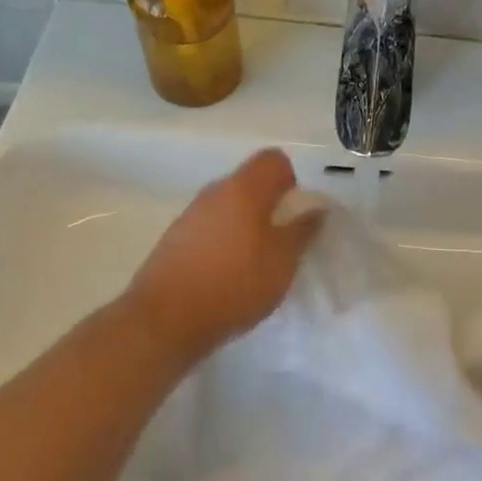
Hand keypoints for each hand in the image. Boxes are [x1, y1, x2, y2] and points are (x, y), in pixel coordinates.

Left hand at [123, 148, 323, 365]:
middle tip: (280, 244)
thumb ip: (303, 231)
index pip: (273, 159)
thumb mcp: (282, 261)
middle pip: (250, 183)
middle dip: (269, 207)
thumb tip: (317, 209)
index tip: (294, 214)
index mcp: (244, 188)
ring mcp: (190, 215)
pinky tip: (225, 277)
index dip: (290, 181)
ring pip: (228, 207)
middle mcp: (214, 192)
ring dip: (245, 227)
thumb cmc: (234, 284)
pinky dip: (223, 244)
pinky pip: (209, 229)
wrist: (164, 320)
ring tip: (253, 265)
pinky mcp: (174, 240)